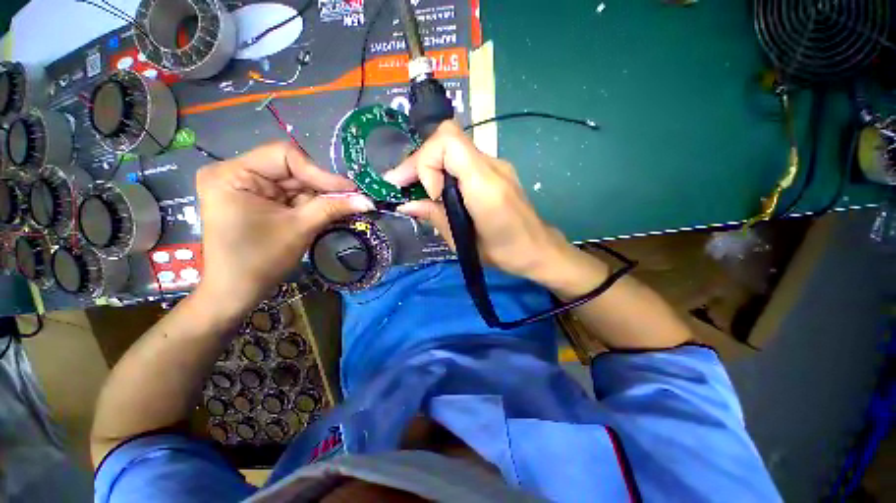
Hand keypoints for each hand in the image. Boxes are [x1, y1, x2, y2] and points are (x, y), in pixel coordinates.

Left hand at [194, 142, 373, 314]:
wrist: (236, 291)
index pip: (285, 156)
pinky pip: (289, 194)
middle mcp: (235, 172)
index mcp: (232, 173)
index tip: (349, 190)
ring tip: (340, 208)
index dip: (320, 172)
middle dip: (321, 187)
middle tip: (352, 199)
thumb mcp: (299, 229)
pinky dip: (309, 204)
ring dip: (318, 197)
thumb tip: (368, 200)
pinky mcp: (255, 199)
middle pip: (291, 169)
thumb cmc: (260, 260)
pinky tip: (324, 212)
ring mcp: (244, 185)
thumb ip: (333, 208)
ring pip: (294, 182)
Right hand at [383, 122, 604, 293]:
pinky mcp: (497, 170)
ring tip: (418, 189)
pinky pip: (463, 159)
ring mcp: (497, 165)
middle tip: (402, 184)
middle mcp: (493, 166)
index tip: (427, 194)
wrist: (538, 249)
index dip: (426, 162)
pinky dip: (445, 169)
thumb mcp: (462, 241)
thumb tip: (407, 204)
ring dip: (431, 164)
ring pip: (454, 146)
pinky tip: (440, 190)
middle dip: (421, 160)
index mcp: (485, 186)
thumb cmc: (503, 253)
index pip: (447, 142)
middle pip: (448, 138)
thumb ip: (435, 216)